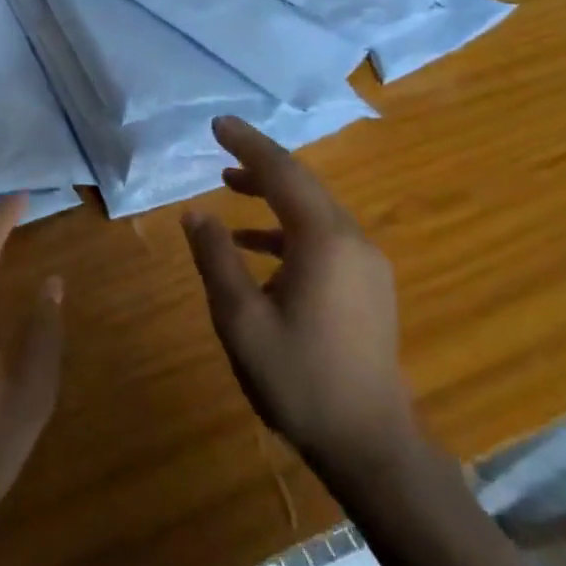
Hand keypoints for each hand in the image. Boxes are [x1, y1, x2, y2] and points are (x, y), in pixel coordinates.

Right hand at [180, 116, 416, 495]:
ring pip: (314, 211)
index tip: (218, 124)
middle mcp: (352, 241)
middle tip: (221, 147)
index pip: (283, 174)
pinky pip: (324, 238)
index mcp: (324, 241)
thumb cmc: (298, 379)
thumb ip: (216, 258)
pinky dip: (287, 230)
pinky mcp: (368, 286)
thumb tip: (195, 212)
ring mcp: (366, 265)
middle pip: (303, 185)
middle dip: (261, 163)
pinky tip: (255, 246)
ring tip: (229, 187)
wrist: (369, 442)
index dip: (248, 145)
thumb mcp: (240, 319)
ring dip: (273, 195)